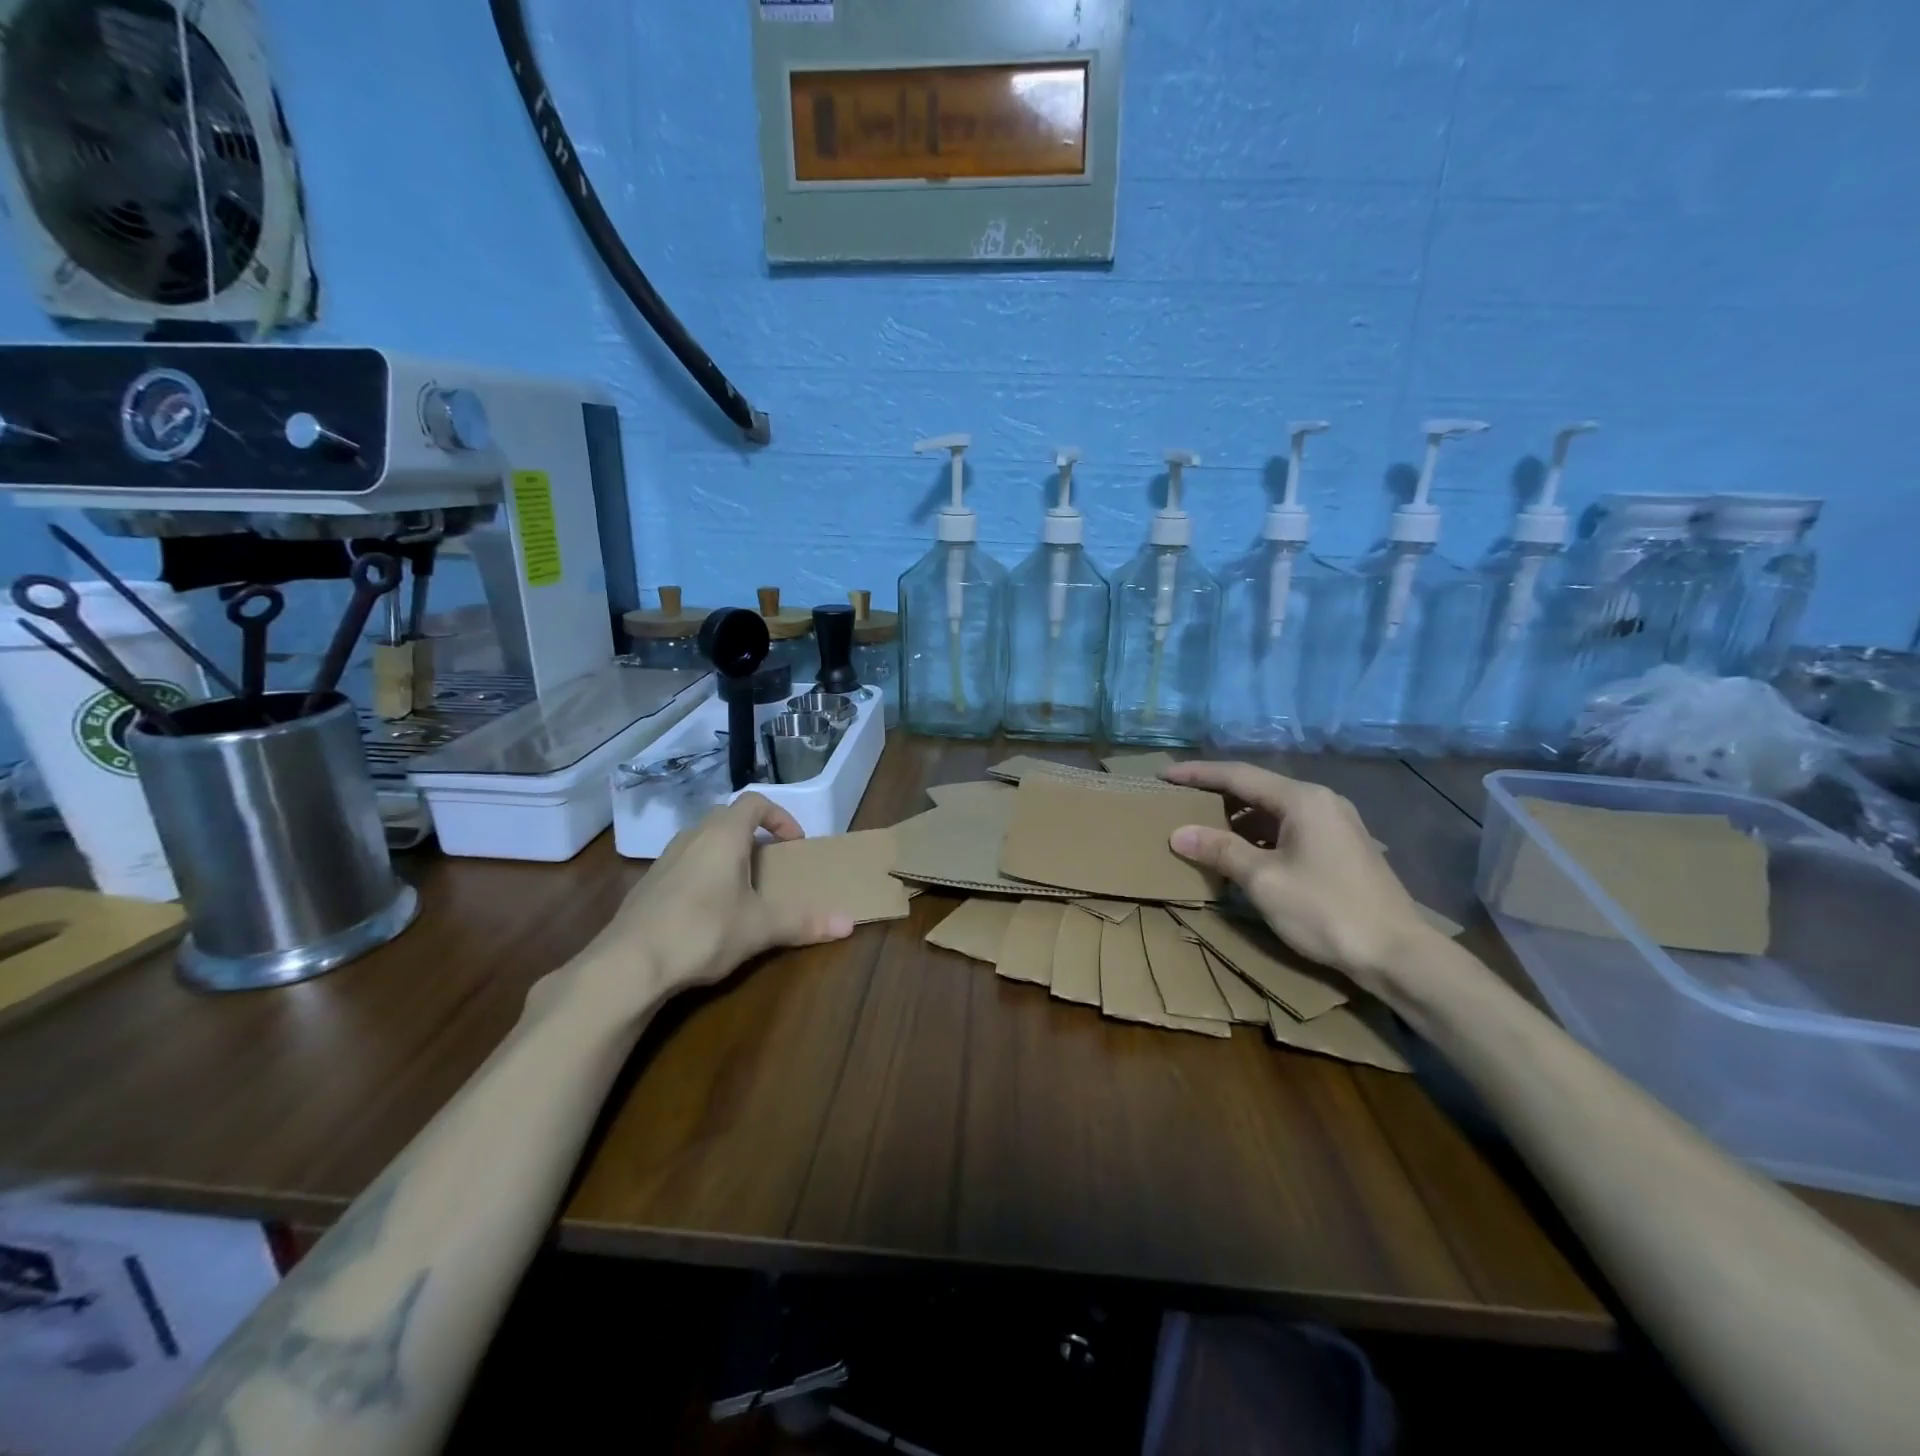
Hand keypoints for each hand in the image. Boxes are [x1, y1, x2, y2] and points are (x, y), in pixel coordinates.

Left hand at [568, 794, 854, 1013]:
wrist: (628, 964)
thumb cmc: (703, 931)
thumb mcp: (760, 927)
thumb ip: (804, 922)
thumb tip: (849, 923)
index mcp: (723, 835)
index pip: (755, 802)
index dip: (780, 817)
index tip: (794, 843)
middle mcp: (692, 836)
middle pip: (727, 818)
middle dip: (754, 834)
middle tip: (771, 863)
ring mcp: (665, 859)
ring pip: (703, 840)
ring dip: (727, 853)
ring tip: (742, 887)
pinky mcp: (648, 884)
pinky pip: (684, 864)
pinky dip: (703, 873)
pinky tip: (708, 911)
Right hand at [1162, 761, 1435, 989]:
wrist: (1398, 954)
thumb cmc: (1326, 910)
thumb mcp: (1264, 880)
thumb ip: (1220, 850)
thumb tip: (1178, 833)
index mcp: (1302, 799)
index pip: (1237, 775)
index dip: (1197, 774)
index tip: (1164, 775)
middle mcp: (1321, 801)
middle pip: (1257, 788)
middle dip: (1216, 794)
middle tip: (1179, 800)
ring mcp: (1335, 824)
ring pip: (1273, 810)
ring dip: (1237, 817)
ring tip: (1202, 827)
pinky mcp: (1341, 848)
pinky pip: (1288, 828)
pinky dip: (1259, 835)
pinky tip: (1241, 853)